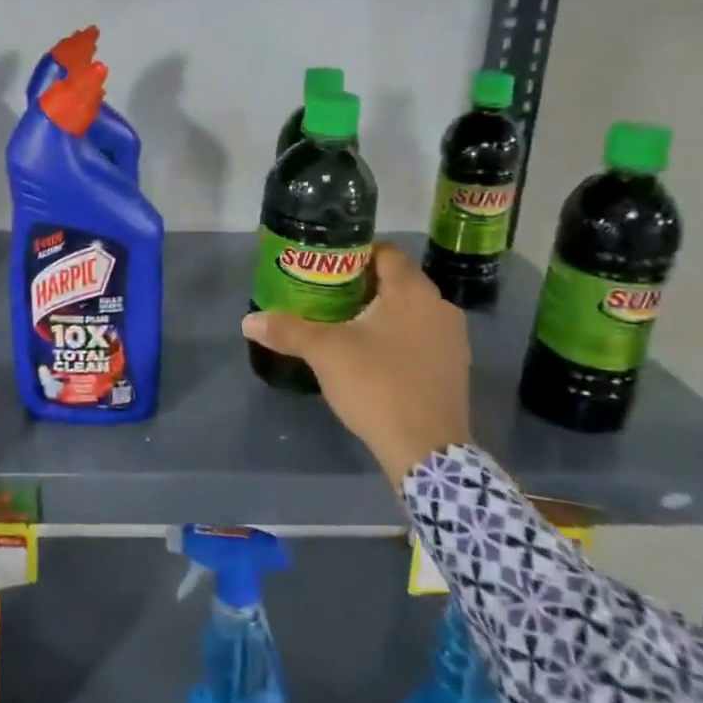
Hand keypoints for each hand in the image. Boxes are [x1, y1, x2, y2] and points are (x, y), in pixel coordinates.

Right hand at [241, 242, 470, 485]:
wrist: (426, 450)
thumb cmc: (377, 385)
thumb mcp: (324, 353)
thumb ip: (287, 330)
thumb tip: (248, 321)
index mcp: (412, 290)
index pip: (386, 251)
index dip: (354, 254)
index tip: (325, 268)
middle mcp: (439, 306)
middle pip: (397, 281)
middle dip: (362, 285)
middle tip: (326, 296)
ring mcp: (452, 339)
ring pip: (410, 311)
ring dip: (381, 312)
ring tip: (345, 325)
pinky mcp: (454, 368)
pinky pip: (421, 337)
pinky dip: (398, 337)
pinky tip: (372, 356)